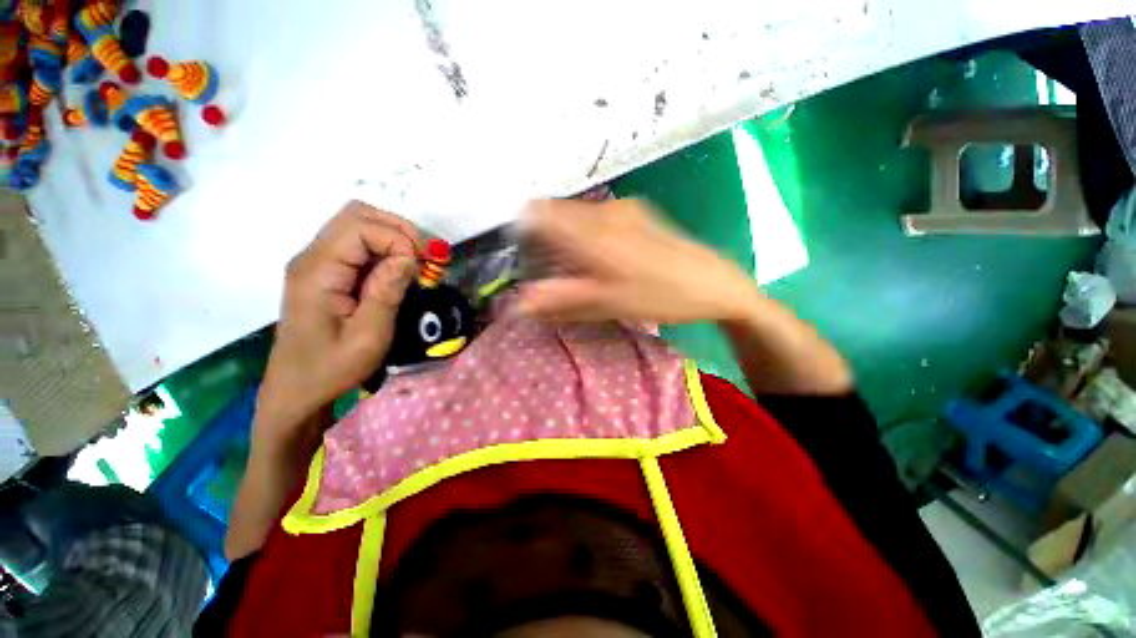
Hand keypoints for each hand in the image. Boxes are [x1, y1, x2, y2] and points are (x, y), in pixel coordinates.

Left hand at [257, 201, 420, 432]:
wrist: (297, 389)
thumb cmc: (331, 368)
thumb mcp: (368, 336)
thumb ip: (387, 292)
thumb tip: (409, 258)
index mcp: (318, 271)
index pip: (360, 227)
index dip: (398, 239)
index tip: (423, 267)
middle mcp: (313, 257)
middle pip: (358, 215)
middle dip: (399, 231)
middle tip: (425, 258)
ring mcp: (318, 263)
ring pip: (359, 226)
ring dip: (395, 238)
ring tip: (417, 265)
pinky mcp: (327, 272)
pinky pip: (359, 246)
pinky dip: (387, 250)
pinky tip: (400, 272)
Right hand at [518, 198, 759, 323]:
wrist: (713, 282)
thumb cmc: (660, 297)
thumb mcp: (608, 304)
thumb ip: (561, 300)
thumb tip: (519, 303)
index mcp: (595, 233)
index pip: (540, 213)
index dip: (523, 228)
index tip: (521, 253)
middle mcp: (605, 211)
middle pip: (557, 213)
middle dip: (545, 238)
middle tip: (551, 270)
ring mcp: (623, 209)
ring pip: (576, 215)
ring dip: (566, 237)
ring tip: (578, 269)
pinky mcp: (636, 212)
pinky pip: (596, 217)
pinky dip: (585, 234)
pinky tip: (600, 258)